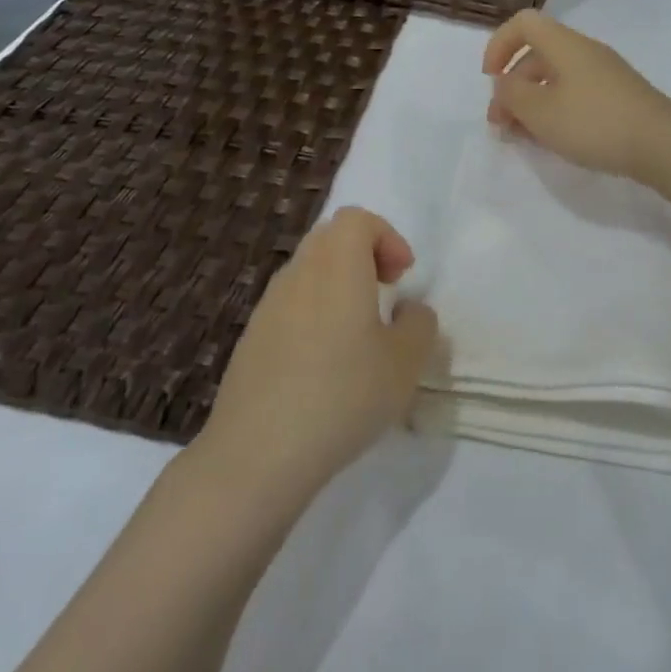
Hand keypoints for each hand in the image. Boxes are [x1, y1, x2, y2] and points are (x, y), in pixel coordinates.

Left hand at [199, 208, 437, 502]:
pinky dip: (313, 313)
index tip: (403, 278)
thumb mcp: (405, 363)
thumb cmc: (343, 395)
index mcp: (337, 266)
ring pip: (308, 271)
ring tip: (358, 333)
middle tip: (385, 294)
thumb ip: (419, 325)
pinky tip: (324, 365)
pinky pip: (289, 305)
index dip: (387, 238)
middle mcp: (299, 274)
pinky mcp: (251, 338)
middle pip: (330, 238)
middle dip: (363, 255)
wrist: (258, 452)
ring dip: (338, 285)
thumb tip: (409, 310)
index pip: (357, 219)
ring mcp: (268, 306)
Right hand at [482, 10, 670, 179]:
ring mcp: (604, 74)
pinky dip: (555, 111)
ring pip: (554, 79)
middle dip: (512, 87)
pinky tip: (552, 139)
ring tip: (522, 137)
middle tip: (501, 125)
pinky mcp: (617, 97)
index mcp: (564, 45)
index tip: (490, 78)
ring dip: (531, 103)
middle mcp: (584, 52)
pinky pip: (574, 94)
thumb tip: (504, 83)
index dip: (499, 45)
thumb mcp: (540, 111)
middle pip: (536, 56)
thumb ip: (511, 94)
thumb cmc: (593, 122)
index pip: (523, 23)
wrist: (661, 144)